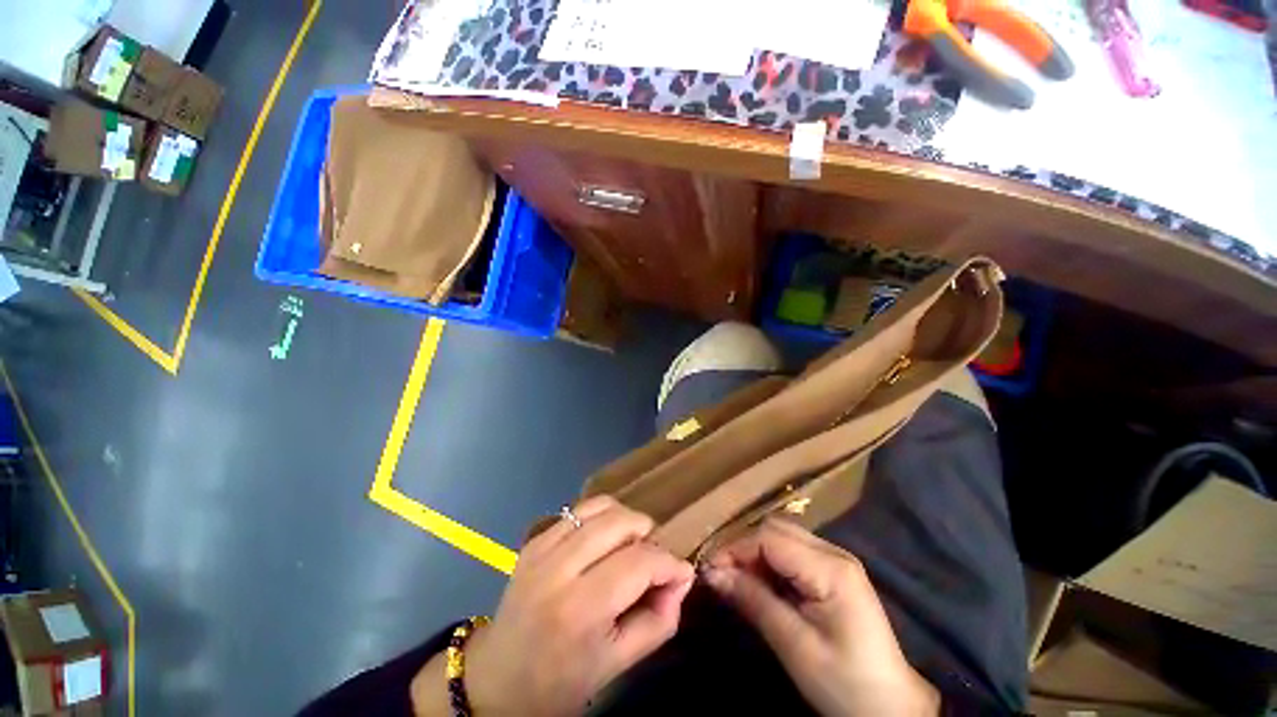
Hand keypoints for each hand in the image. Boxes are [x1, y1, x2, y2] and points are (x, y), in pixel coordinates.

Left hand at [412, 496, 693, 716]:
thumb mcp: (617, 664)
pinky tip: (603, 540)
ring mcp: (543, 548)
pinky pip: (579, 509)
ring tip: (630, 544)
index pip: (640, 562)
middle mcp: (560, 569)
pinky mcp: (535, 539)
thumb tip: (681, 579)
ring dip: (626, 519)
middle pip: (621, 523)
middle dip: (648, 534)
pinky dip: (602, 517)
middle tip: (652, 558)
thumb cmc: (560, 680)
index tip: (681, 572)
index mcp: (581, 610)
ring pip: (601, 506)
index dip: (669, 563)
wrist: (497, 678)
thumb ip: (659, 621)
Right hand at [704, 518, 938, 716]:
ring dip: (755, 553)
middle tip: (722, 574)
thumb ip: (753, 601)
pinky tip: (761, 583)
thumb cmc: (844, 683)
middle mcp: (834, 552)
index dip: (735, 548)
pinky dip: (769, 562)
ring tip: (737, 579)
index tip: (709, 569)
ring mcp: (836, 560)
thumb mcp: (794, 646)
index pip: (770, 539)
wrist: (891, 708)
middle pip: (775, 530)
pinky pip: (792, 552)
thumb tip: (712, 573)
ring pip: (782, 537)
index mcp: (831, 569)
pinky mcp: (833, 571)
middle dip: (743, 547)